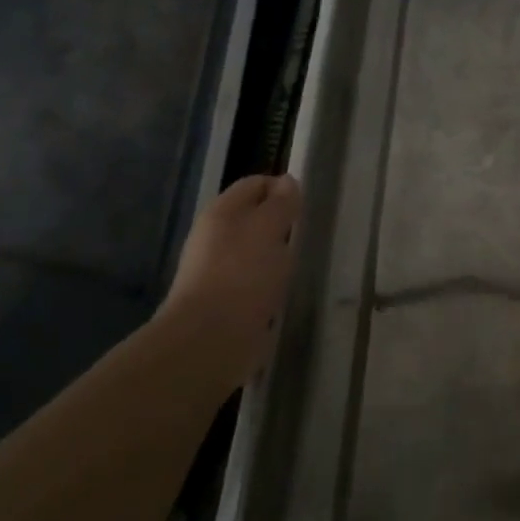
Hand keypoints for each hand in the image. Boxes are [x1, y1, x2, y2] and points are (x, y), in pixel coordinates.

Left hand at [157, 173, 301, 389]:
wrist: (211, 339)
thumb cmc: (243, 273)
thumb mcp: (269, 228)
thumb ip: (282, 203)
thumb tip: (288, 181)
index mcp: (222, 212)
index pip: (255, 184)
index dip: (282, 187)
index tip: (307, 204)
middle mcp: (215, 237)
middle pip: (253, 217)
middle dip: (281, 222)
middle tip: (307, 233)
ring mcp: (218, 271)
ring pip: (255, 250)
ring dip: (277, 254)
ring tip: (300, 262)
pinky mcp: (226, 302)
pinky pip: (254, 281)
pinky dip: (270, 282)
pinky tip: (285, 290)